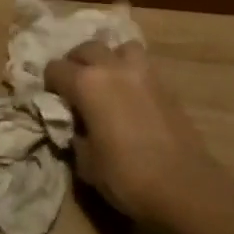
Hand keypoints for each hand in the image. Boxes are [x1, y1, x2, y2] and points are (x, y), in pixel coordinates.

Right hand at [44, 42, 228, 225]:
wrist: (183, 186)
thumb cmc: (126, 176)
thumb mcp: (86, 162)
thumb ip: (75, 134)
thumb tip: (77, 125)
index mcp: (87, 83)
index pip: (56, 69)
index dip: (50, 83)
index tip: (53, 100)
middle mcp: (113, 67)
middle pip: (87, 48)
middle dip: (76, 64)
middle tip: (75, 87)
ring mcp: (143, 72)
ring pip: (120, 48)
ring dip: (109, 59)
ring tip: (107, 82)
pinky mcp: (166, 84)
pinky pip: (142, 65)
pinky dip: (131, 72)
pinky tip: (130, 96)